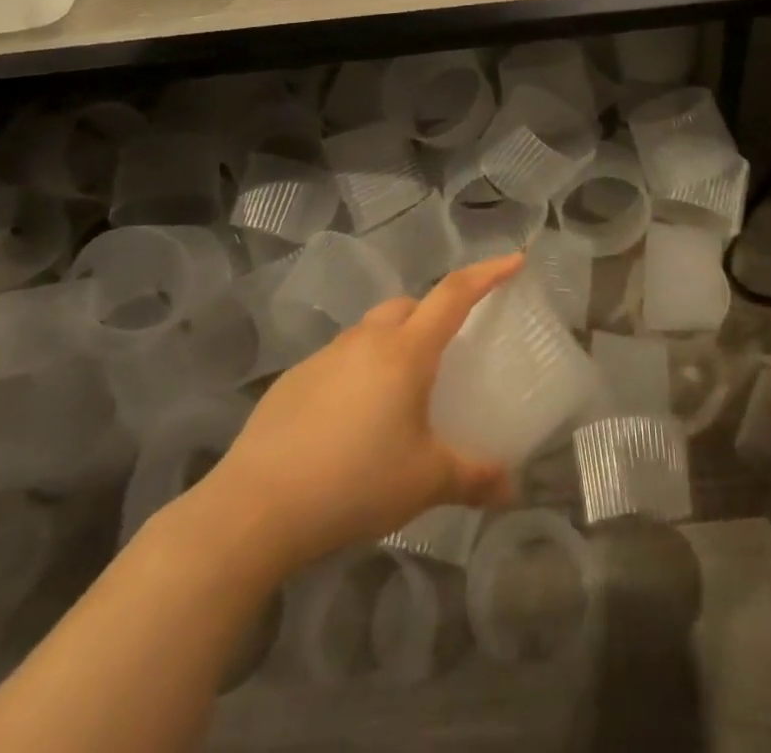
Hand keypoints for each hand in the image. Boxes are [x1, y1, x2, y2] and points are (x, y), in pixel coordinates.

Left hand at [180, 253, 522, 578]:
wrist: (255, 508)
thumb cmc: (354, 483)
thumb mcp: (425, 482)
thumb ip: (474, 478)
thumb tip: (511, 489)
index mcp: (406, 351)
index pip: (455, 293)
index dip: (488, 272)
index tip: (514, 261)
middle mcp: (366, 340)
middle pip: (408, 306)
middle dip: (433, 315)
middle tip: (447, 353)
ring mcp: (325, 356)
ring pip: (371, 332)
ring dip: (392, 346)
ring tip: (398, 397)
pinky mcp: (293, 380)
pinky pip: (339, 361)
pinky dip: (357, 374)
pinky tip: (350, 424)